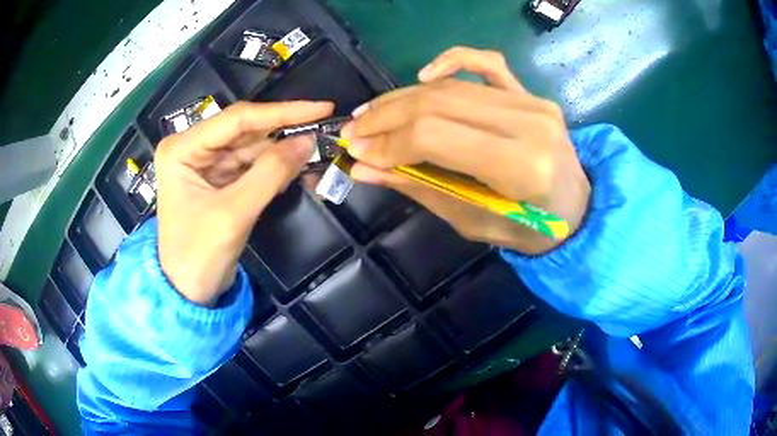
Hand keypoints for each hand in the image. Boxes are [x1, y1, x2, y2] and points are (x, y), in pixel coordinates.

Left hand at [155, 101, 333, 304]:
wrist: (188, 292)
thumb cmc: (199, 255)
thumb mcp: (234, 213)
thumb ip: (271, 173)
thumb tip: (308, 141)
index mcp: (182, 148)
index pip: (238, 119)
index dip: (282, 112)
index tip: (322, 107)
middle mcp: (192, 147)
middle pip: (246, 131)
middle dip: (284, 133)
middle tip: (324, 132)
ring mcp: (205, 162)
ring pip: (252, 147)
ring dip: (282, 154)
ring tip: (315, 156)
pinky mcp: (217, 178)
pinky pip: (251, 166)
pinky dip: (274, 169)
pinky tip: (295, 172)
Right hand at [341, 47, 588, 254]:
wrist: (577, 210)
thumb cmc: (530, 229)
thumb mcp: (472, 221)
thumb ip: (419, 187)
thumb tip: (364, 168)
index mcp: (520, 165)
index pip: (435, 135)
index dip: (387, 141)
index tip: (356, 152)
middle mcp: (528, 122)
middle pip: (438, 103)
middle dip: (385, 116)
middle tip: (353, 131)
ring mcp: (532, 101)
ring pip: (452, 86)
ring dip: (403, 97)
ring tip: (372, 113)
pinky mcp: (530, 93)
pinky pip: (486, 63)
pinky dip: (452, 60)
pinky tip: (424, 74)